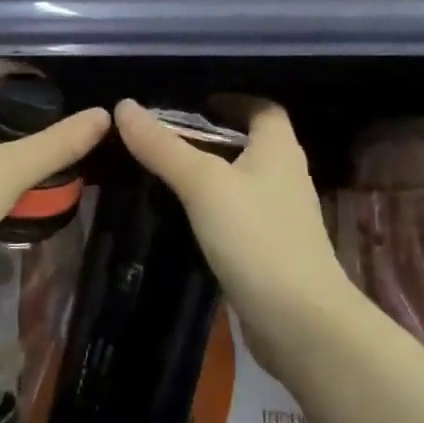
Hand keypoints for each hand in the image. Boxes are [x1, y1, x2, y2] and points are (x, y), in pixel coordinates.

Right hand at [114, 98, 352, 376]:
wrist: (299, 321)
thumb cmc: (255, 238)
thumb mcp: (202, 184)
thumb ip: (163, 147)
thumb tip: (124, 106)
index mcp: (279, 149)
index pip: (262, 108)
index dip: (231, 100)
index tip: (192, 104)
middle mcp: (285, 176)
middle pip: (250, 143)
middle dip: (210, 137)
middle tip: (164, 139)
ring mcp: (280, 216)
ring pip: (241, 181)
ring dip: (209, 174)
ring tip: (164, 174)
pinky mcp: (270, 249)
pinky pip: (238, 215)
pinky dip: (213, 209)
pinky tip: (183, 218)